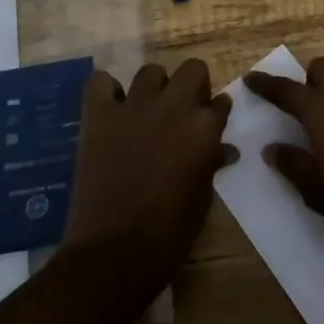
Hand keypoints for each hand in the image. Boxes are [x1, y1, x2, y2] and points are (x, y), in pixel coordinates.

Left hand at [62, 59, 234, 289]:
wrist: (113, 253)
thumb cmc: (168, 233)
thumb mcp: (202, 198)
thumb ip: (211, 163)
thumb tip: (223, 150)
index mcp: (204, 128)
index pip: (221, 102)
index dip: (217, 111)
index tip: (213, 120)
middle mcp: (174, 106)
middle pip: (192, 69)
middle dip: (193, 85)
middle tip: (184, 110)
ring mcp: (134, 107)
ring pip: (151, 71)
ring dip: (154, 87)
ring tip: (147, 110)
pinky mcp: (100, 116)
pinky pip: (101, 82)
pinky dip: (107, 90)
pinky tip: (112, 107)